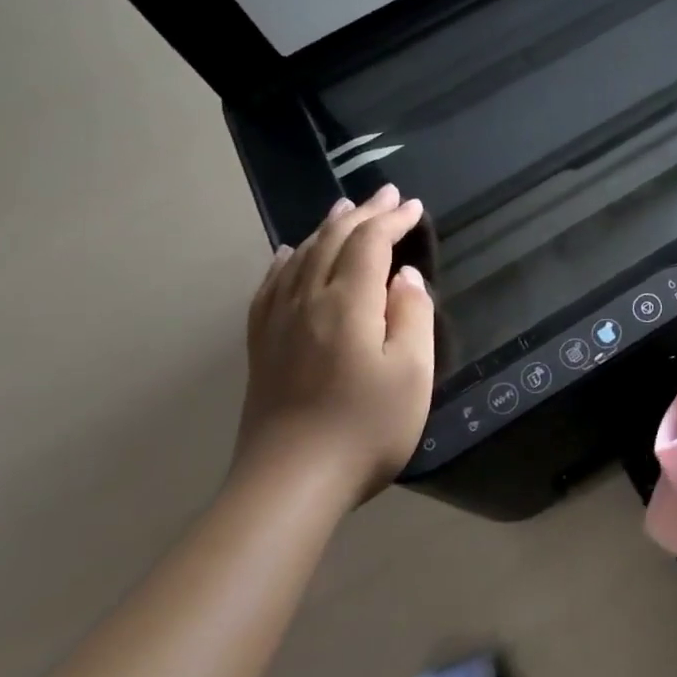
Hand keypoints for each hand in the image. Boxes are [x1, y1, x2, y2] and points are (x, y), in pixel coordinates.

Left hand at [234, 185, 436, 505]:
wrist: (291, 482)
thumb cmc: (366, 427)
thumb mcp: (411, 373)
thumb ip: (412, 316)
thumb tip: (404, 278)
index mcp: (347, 304)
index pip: (369, 244)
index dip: (392, 220)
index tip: (414, 207)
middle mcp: (306, 301)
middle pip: (332, 242)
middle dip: (362, 214)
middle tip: (386, 195)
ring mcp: (277, 323)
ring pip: (298, 257)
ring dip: (325, 229)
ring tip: (343, 212)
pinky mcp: (261, 346)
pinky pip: (270, 287)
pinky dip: (284, 261)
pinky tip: (286, 256)